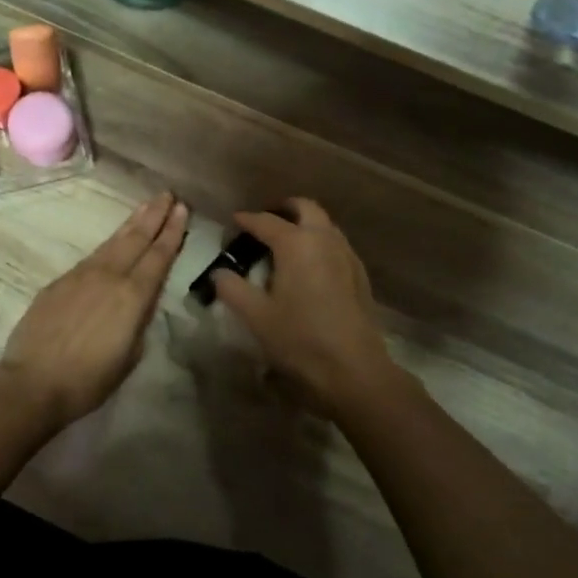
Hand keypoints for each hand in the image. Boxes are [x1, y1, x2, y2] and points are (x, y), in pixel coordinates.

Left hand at [0, 192, 189, 428]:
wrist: (33, 382)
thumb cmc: (89, 379)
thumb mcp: (129, 355)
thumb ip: (138, 322)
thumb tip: (140, 303)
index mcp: (132, 296)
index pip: (158, 256)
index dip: (172, 232)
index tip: (182, 209)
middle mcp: (109, 276)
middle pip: (136, 239)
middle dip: (154, 216)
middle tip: (167, 194)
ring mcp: (81, 275)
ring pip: (113, 242)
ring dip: (132, 223)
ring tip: (145, 207)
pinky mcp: (60, 282)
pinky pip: (92, 256)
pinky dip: (109, 244)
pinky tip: (113, 242)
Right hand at [208, 198, 405, 417]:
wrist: (354, 369)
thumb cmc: (300, 339)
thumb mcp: (256, 316)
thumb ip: (232, 289)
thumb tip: (218, 273)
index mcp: (296, 244)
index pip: (266, 221)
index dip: (247, 220)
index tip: (233, 221)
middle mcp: (324, 239)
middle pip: (305, 208)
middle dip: (284, 209)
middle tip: (265, 221)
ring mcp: (347, 255)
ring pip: (325, 224)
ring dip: (305, 224)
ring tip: (286, 242)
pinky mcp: (360, 275)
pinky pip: (337, 244)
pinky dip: (320, 242)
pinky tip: (310, 266)